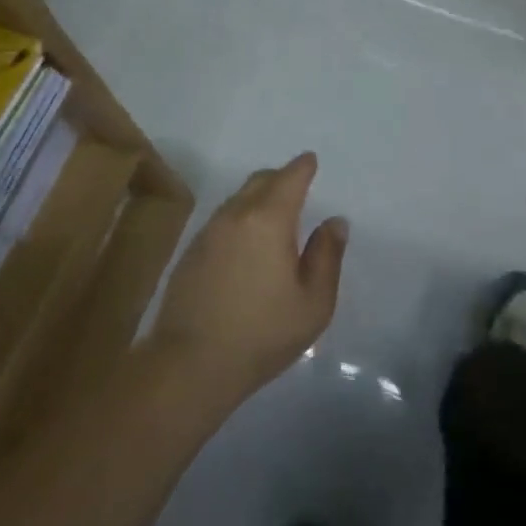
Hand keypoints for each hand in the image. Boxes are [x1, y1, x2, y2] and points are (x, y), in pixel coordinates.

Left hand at [149, 154, 347, 407]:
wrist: (191, 364)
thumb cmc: (262, 333)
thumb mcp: (313, 302)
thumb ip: (327, 256)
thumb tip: (334, 222)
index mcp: (269, 219)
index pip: (289, 177)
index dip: (303, 167)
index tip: (311, 161)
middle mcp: (235, 215)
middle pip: (260, 180)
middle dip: (280, 178)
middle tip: (296, 189)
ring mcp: (208, 232)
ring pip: (238, 199)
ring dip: (257, 198)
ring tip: (273, 219)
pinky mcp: (190, 252)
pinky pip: (221, 220)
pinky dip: (239, 219)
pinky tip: (245, 246)